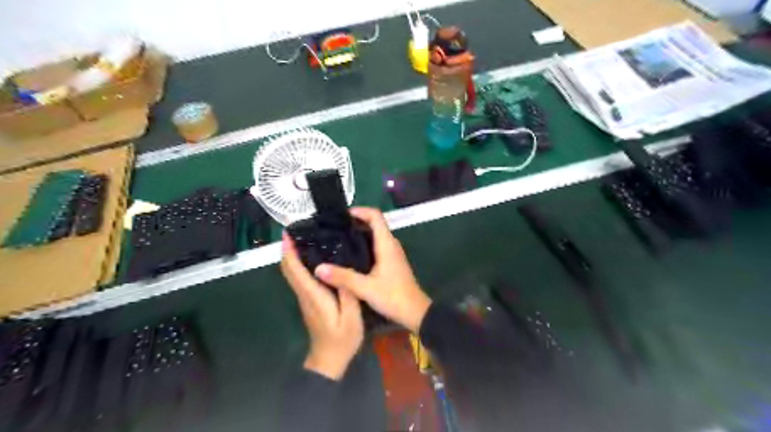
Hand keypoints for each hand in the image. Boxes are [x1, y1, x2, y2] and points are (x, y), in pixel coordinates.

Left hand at [281, 232, 364, 380]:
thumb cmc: (342, 339)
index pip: (295, 270)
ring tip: (305, 238)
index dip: (289, 251)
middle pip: (289, 269)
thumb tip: (340, 268)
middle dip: (288, 249)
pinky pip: (299, 278)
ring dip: (293, 255)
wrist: (329, 360)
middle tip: (297, 229)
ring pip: (292, 273)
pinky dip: (299, 264)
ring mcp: (305, 298)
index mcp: (313, 295)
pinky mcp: (309, 301)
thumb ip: (347, 292)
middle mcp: (305, 294)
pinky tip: (313, 257)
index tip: (288, 233)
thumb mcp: (352, 317)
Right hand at [315, 207, 432, 331]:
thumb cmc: (393, 297)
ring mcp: (392, 253)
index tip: (342, 215)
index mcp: (386, 244)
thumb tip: (318, 268)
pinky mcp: (391, 263)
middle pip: (374, 223)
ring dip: (359, 234)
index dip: (360, 211)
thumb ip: (342, 277)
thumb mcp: (365, 288)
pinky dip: (364, 245)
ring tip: (338, 240)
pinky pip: (376, 246)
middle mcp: (391, 244)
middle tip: (334, 228)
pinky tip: (350, 256)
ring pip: (375, 235)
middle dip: (355, 222)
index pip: (375, 216)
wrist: (415, 313)